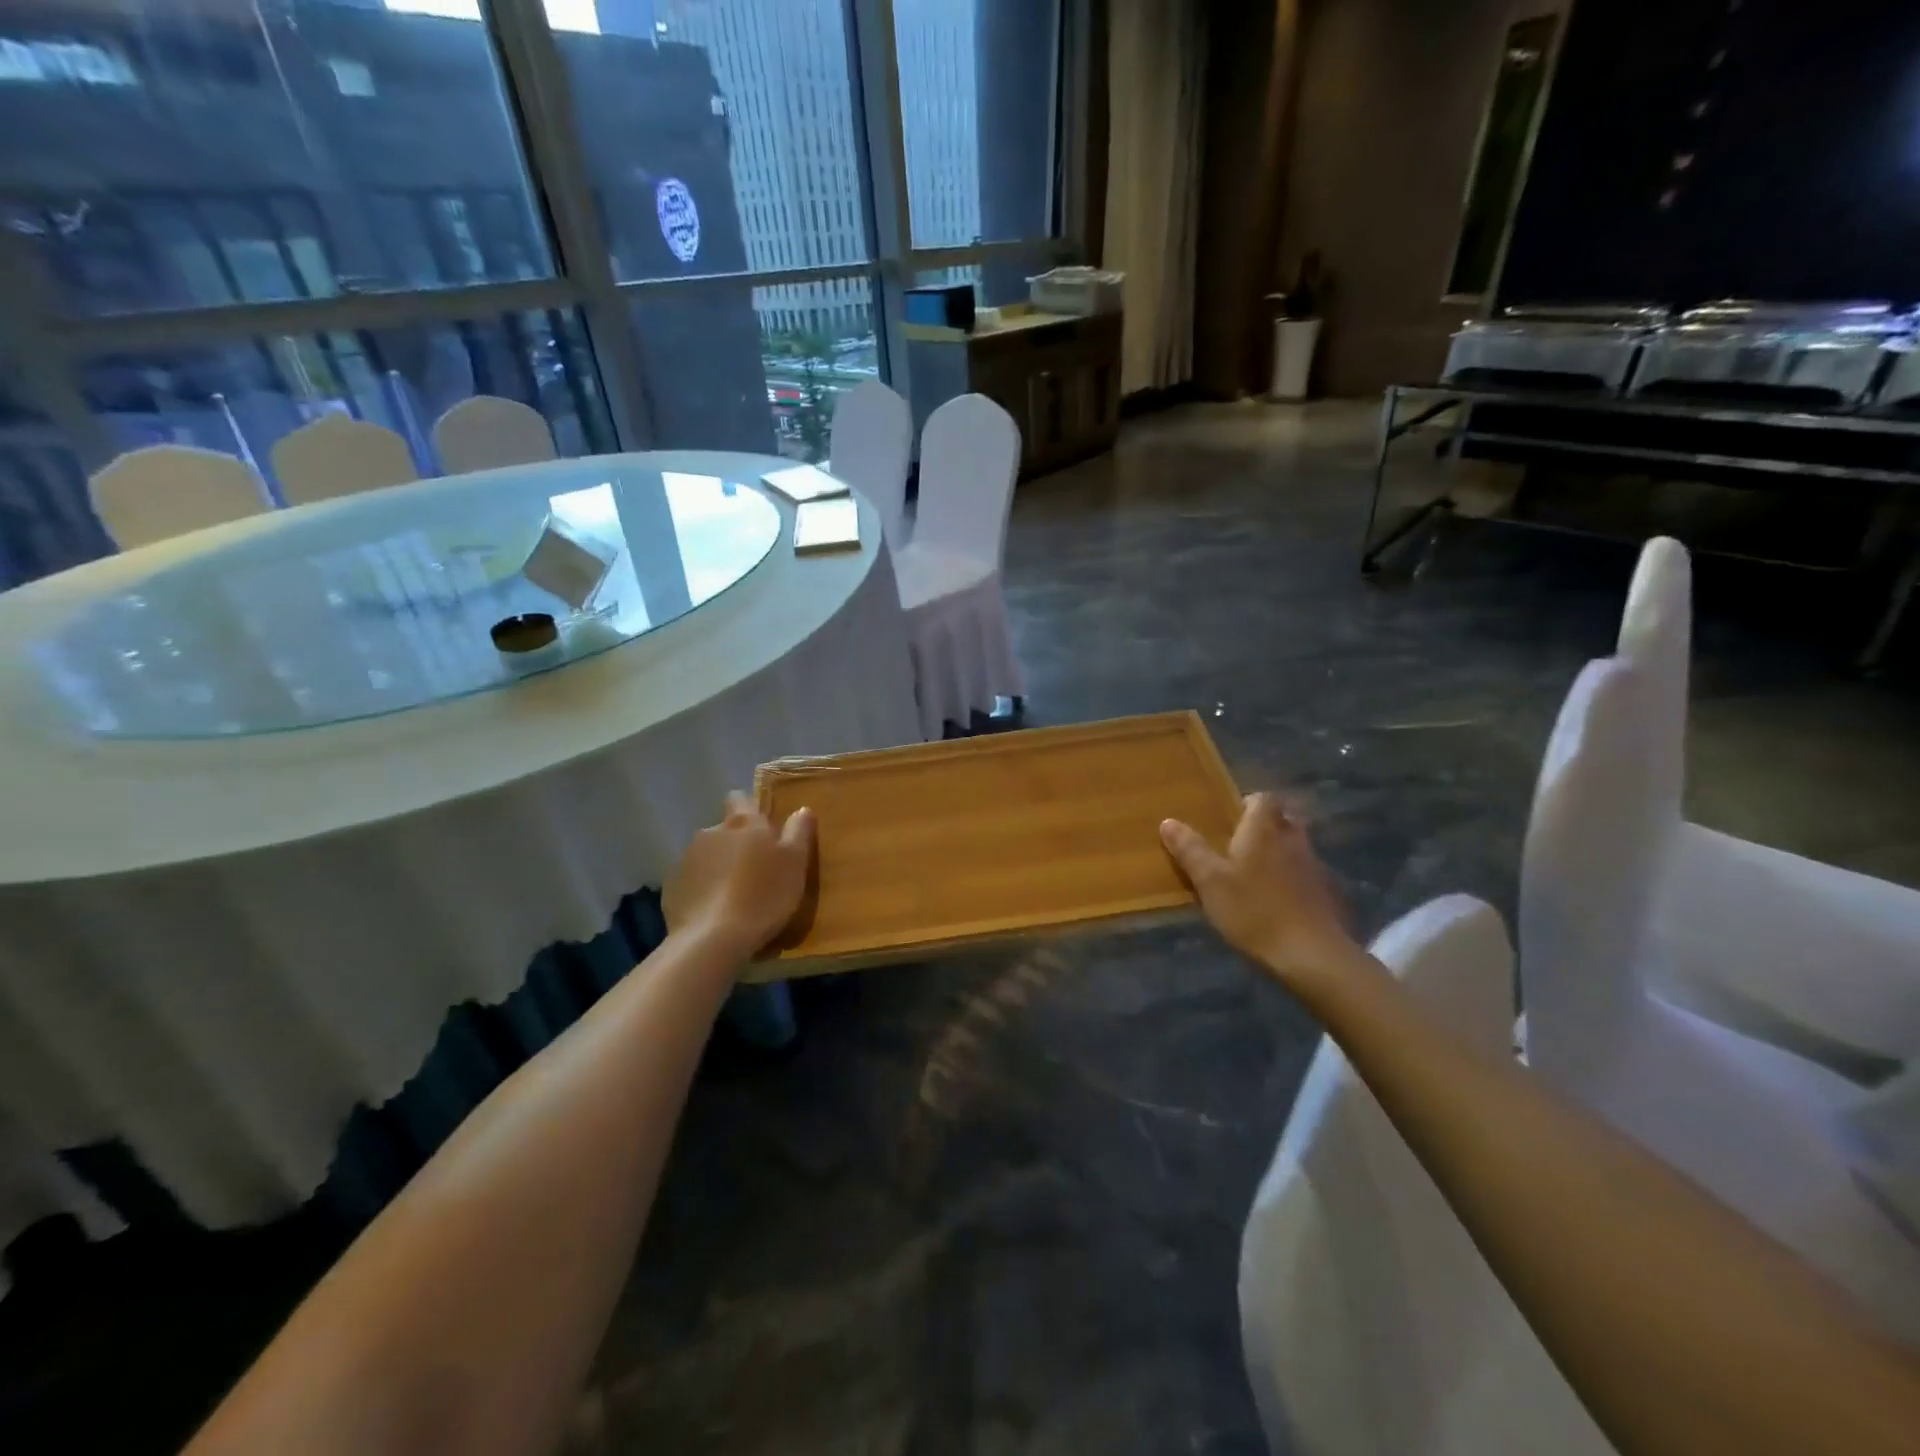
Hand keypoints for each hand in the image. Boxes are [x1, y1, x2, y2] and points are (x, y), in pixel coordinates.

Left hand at [664, 793, 815, 961]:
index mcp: (742, 823)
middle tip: (754, 869)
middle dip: (735, 843)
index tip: (761, 827)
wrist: (713, 939)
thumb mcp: (795, 862)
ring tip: (734, 895)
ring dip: (718, 867)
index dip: (749, 808)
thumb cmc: (763, 895)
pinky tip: (715, 912)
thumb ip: (799, 831)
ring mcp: (686, 860)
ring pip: (706, 856)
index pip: (739, 798)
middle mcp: (710, 833)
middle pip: (724, 830)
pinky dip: (703, 890)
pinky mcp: (672, 888)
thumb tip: (802, 809)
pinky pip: (692, 882)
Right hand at [1161, 792, 1363, 997]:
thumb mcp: (1210, 882)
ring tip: (1255, 875)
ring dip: (1279, 853)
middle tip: (1240, 844)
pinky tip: (1277, 902)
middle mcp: (1293, 840)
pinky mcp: (1326, 894)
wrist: (1311, 955)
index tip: (1230, 818)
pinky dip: (1293, 880)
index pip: (1263, 798)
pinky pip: (1306, 875)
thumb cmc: (1254, 910)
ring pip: (1296, 847)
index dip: (1247, 803)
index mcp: (1263, 830)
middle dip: (1265, 826)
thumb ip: (1190, 850)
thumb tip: (1168, 821)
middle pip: (1283, 819)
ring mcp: (1314, 867)